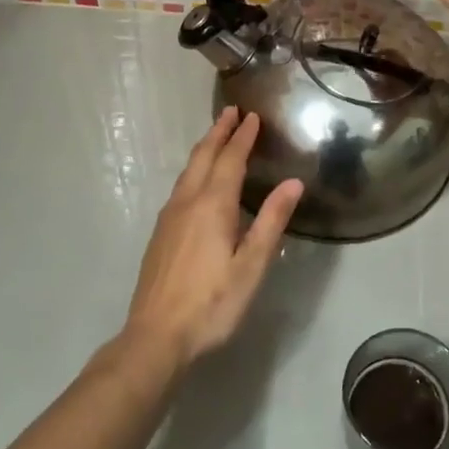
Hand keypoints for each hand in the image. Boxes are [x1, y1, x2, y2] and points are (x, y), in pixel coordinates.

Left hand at [121, 108, 303, 370]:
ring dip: (205, 149)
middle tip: (232, 112)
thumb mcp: (251, 266)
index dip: (242, 137)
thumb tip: (293, 183)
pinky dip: (194, 170)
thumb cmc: (212, 304)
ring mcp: (168, 218)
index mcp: (212, 206)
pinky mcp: (160, 234)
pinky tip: (198, 181)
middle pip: (203, 157)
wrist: (155, 336)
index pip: (230, 160)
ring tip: (217, 137)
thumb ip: (271, 222)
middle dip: (218, 132)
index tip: (252, 116)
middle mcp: (187, 203)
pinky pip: (180, 186)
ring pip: (187, 171)